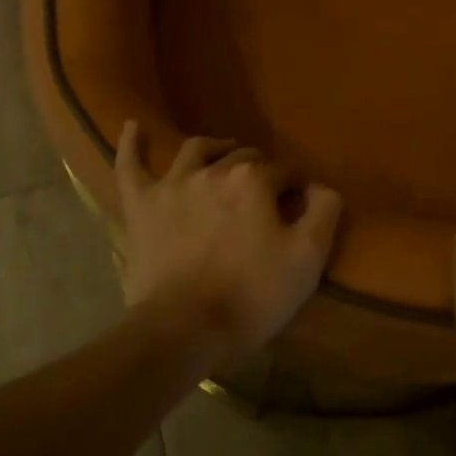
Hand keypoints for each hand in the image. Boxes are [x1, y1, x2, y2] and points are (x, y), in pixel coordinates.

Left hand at [115, 121, 341, 367]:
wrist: (184, 330)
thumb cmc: (251, 296)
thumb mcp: (307, 259)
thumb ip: (324, 211)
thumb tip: (320, 186)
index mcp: (254, 180)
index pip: (284, 172)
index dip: (295, 189)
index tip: (298, 210)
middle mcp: (214, 170)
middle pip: (243, 158)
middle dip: (259, 171)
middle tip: (264, 199)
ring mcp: (173, 184)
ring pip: (197, 150)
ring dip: (215, 148)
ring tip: (224, 153)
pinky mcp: (141, 205)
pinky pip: (131, 166)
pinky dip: (132, 144)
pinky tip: (132, 126)